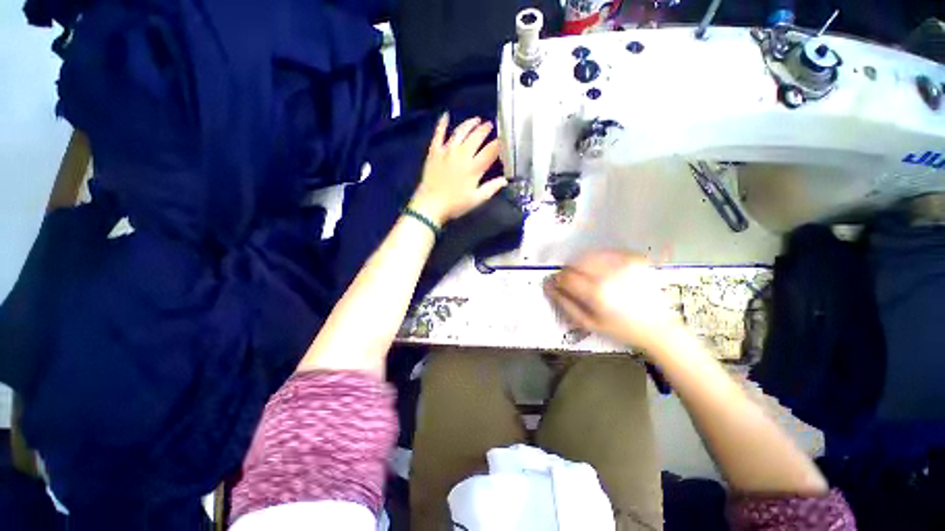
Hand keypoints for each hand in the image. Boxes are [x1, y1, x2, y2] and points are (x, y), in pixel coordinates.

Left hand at [408, 114, 506, 224]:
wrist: (430, 205)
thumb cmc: (455, 205)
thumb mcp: (476, 199)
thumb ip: (491, 188)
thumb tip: (505, 180)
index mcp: (474, 167)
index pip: (491, 151)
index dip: (499, 144)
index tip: (503, 139)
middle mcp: (462, 154)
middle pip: (476, 137)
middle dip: (485, 129)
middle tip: (490, 125)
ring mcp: (447, 151)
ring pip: (460, 131)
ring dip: (470, 124)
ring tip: (476, 120)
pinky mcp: (434, 151)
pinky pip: (439, 133)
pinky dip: (442, 124)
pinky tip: (446, 115)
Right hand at [544, 251, 683, 354]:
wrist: (658, 327)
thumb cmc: (620, 329)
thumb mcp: (588, 323)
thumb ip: (565, 303)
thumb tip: (548, 286)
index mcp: (596, 292)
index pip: (566, 277)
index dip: (558, 279)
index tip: (558, 284)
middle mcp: (609, 273)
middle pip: (576, 262)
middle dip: (569, 271)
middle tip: (574, 282)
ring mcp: (623, 263)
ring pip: (589, 255)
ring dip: (582, 264)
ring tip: (588, 277)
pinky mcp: (634, 259)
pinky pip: (606, 253)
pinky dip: (598, 259)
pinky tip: (603, 271)